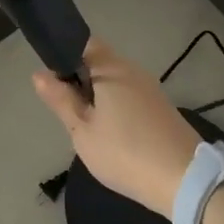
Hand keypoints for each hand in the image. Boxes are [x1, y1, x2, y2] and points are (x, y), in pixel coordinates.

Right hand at [32, 40, 200, 216]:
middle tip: (68, 115)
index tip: (53, 85)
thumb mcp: (83, 131)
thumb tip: (39, 74)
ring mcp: (151, 88)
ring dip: (98, 98)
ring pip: (115, 82)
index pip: (83, 43)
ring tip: (88, 129)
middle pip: (99, 63)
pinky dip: (116, 109)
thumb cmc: (125, 152)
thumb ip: (61, 100)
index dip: (63, 57)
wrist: (183, 180)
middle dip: (80, 82)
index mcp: (112, 68)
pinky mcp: (161, 107)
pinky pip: (130, 97)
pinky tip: (112, 136)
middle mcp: (133, 70)